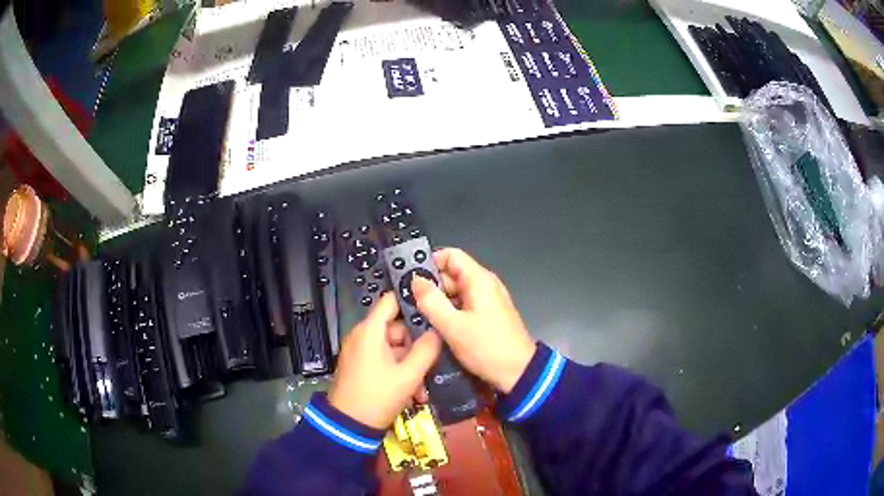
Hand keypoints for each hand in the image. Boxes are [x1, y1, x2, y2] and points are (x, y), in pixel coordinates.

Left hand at [328, 292, 441, 428]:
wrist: (348, 425)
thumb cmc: (378, 396)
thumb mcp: (408, 375)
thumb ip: (426, 350)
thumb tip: (438, 331)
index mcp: (370, 330)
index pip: (391, 300)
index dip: (413, 301)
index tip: (435, 308)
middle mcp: (363, 336)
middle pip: (396, 328)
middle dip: (416, 345)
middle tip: (434, 361)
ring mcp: (360, 352)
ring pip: (393, 348)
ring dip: (410, 364)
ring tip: (423, 386)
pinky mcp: (360, 366)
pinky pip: (384, 360)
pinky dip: (398, 372)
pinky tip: (412, 393)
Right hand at [412, 248, 535, 393]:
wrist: (519, 373)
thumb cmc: (487, 348)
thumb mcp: (453, 326)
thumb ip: (431, 302)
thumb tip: (416, 281)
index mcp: (479, 280)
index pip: (451, 255)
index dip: (429, 262)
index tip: (411, 279)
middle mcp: (485, 285)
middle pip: (452, 274)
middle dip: (431, 286)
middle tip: (409, 303)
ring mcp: (488, 301)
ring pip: (456, 292)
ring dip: (438, 302)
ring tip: (419, 316)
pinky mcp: (488, 316)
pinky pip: (464, 305)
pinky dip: (450, 312)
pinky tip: (436, 326)